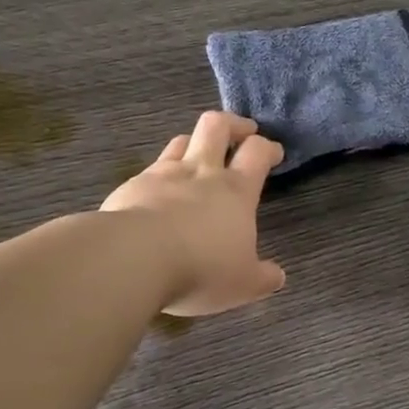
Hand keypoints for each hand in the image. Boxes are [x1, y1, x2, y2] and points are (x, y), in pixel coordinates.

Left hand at [101, 112, 287, 315]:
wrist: (133, 258)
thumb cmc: (200, 269)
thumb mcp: (242, 284)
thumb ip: (262, 278)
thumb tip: (277, 276)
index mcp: (236, 191)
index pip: (257, 153)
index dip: (268, 148)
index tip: (274, 152)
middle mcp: (201, 173)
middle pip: (217, 126)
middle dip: (234, 124)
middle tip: (243, 131)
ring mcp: (163, 175)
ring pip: (182, 140)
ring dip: (195, 142)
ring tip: (199, 154)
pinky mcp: (131, 186)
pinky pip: (151, 168)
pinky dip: (161, 173)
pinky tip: (159, 191)